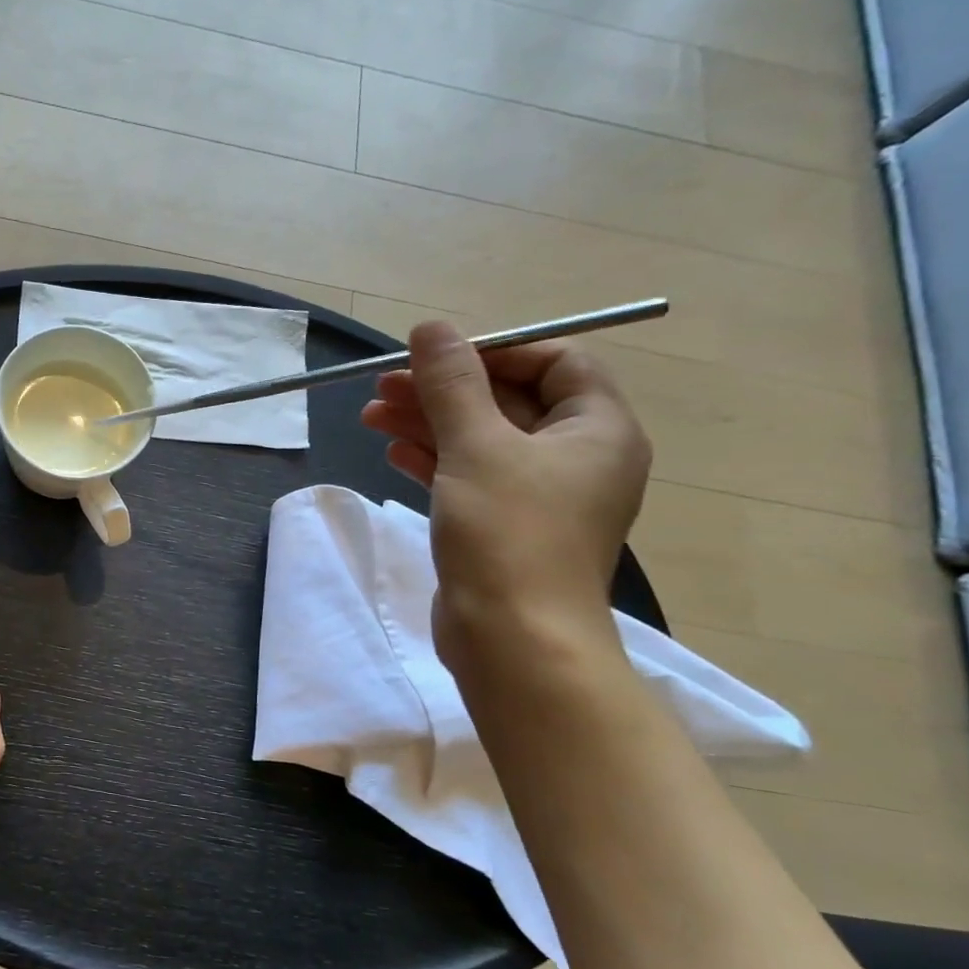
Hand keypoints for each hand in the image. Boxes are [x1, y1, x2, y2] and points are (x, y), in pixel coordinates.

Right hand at [361, 321, 650, 668]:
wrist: (513, 640)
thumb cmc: (508, 533)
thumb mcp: (476, 447)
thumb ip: (452, 384)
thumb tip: (431, 328)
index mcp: (597, 429)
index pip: (555, 361)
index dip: (495, 350)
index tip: (436, 357)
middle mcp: (577, 457)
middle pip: (509, 400)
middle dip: (445, 389)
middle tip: (383, 384)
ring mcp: (540, 496)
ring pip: (482, 440)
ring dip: (428, 422)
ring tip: (371, 413)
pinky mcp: (505, 526)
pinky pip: (470, 476)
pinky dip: (433, 459)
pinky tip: (392, 451)